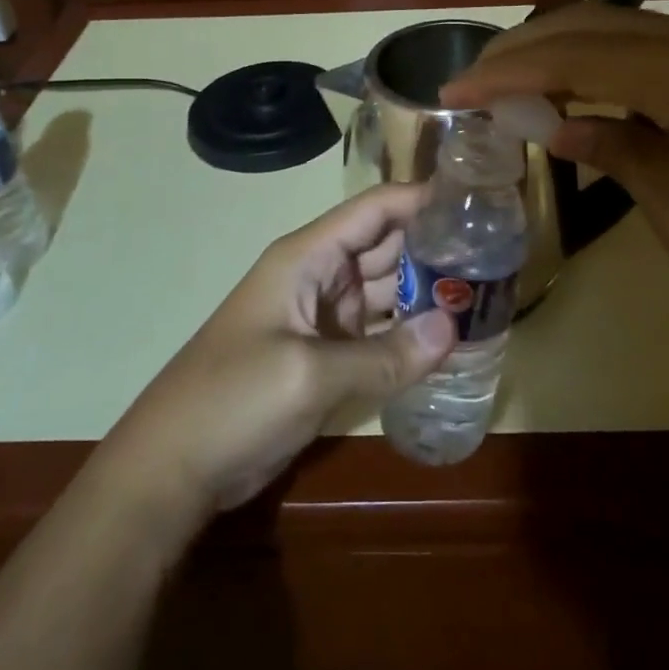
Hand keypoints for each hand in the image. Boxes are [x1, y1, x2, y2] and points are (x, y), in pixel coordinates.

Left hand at [107, 184, 456, 520]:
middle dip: (435, 247)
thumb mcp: (309, 374)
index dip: (421, 199)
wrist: (171, 469)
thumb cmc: (233, 400)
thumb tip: (454, 328)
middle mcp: (319, 276)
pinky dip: (408, 334)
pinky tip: (448, 339)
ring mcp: (322, 318)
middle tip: (497, 254)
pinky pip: (377, 333)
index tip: (476, 201)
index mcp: (307, 257)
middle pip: (385, 247)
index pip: (374, 210)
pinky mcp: (325, 356)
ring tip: (485, 293)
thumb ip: (385, 353)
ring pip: (384, 291)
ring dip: (426, 292)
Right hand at [439, 4, 668, 313]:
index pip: (575, 57)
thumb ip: (622, 159)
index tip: (452, 94)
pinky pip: (647, 50)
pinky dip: (597, 66)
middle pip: (590, 26)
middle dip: (522, 51)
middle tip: (470, 85)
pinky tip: (573, 93)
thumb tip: (560, 129)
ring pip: (617, 30)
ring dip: (558, 53)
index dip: (507, 73)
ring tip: (508, 87)